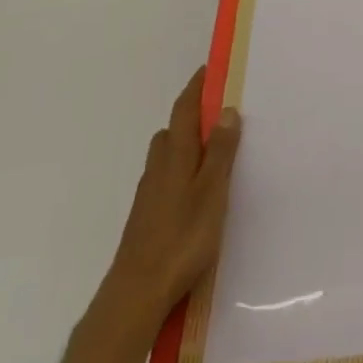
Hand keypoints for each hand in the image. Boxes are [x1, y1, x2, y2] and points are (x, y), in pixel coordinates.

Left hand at [105, 67, 242, 311]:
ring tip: (212, 150)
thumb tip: (226, 110)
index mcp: (176, 154)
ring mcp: (149, 192)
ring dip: (186, 143)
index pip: (184, 108)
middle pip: (173, 129)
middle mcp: (158, 166)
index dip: (196, 87)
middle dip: (192, 115)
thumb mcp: (212, 191)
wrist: (136, 293)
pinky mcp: (146, 215)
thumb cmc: (181, 238)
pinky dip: (181, 168)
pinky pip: (165, 176)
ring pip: (167, 154)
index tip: (209, 69)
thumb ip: (221, 151)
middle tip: (219, 111)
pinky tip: (195, 190)